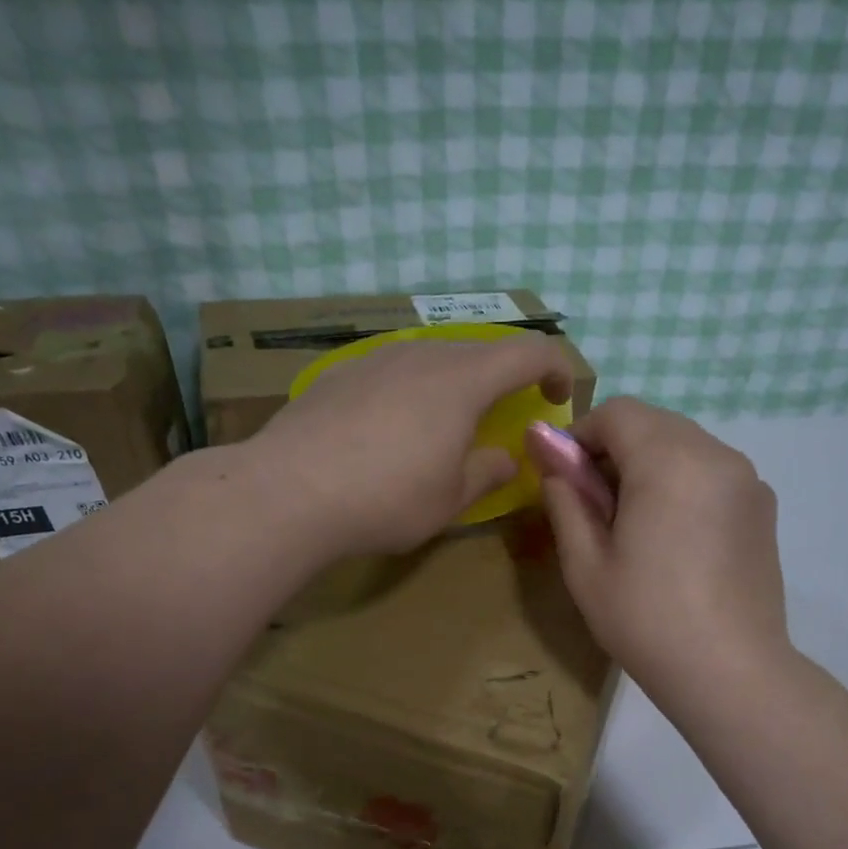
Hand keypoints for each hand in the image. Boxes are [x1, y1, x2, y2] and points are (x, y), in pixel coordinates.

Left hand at [248, 334, 574, 557]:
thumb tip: (507, 458)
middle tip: (506, 412)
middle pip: (480, 350)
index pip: (528, 352)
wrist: (288, 491)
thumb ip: (488, 472)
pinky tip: (393, 425)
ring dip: (456, 381)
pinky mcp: (340, 373)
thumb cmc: (386, 498)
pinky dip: (413, 388)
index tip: (558, 396)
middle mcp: (422, 355)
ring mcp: (376, 358)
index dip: (555, 368)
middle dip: (504, 377)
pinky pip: (394, 369)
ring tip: (449, 420)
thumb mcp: (450, 498)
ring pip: (433, 356)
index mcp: (462, 380)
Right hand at [539, 397, 789, 705]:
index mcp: (669, 460)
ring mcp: (747, 479)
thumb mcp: (585, 563)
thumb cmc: (645, 619)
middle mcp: (716, 454)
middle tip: (596, 504)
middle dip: (616, 448)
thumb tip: (547, 452)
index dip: (581, 435)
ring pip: (685, 444)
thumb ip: (565, 497)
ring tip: (635, 523)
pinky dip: (683, 481)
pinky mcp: (763, 506)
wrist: (730, 672)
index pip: (618, 412)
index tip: (565, 477)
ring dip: (650, 464)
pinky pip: (712, 470)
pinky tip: (675, 536)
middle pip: (654, 423)